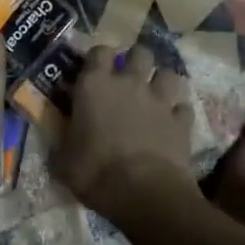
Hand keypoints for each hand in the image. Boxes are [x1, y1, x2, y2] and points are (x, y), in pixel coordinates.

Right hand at [55, 42, 197, 227]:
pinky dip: (178, 113)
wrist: (144, 193)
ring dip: (161, 81)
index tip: (95, 69)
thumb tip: (61, 136)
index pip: (99, 51)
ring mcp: (160, 100)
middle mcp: (129, 83)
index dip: (99, 58)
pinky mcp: (182, 121)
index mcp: (95, 85)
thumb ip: (63, 139)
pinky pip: (183, 107)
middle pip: (139, 52)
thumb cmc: (95, 173)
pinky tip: (173, 123)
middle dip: (136, 60)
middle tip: (128, 78)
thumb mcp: (63, 160)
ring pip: (168, 73)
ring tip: (155, 94)